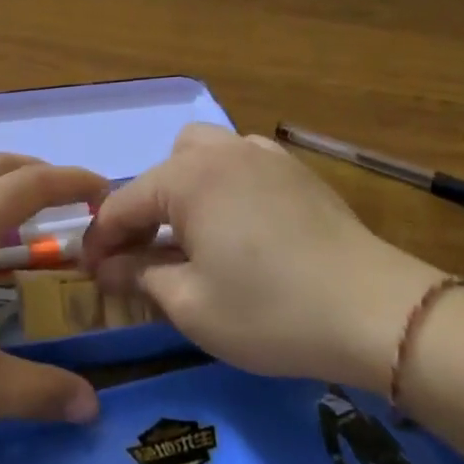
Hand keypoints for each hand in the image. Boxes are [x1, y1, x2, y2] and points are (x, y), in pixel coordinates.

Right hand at [82, 124, 444, 389]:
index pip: (123, 204)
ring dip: (182, 188)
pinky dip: (223, 183)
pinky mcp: (295, 170)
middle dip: (143, 211)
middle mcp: (219, 152)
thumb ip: (140, 276)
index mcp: (186, 178)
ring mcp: (262, 155)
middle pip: (161, 171)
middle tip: (144, 256)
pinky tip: (237, 221)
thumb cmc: (270, 311)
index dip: (100, 240)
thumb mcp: (191, 305)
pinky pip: (240, 161)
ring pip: (201, 153)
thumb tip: (106, 267)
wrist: (375, 310)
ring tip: (191, 232)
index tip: (88, 272)